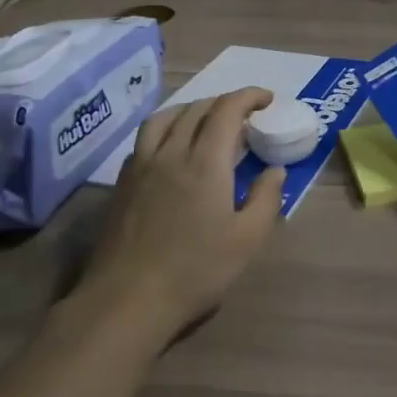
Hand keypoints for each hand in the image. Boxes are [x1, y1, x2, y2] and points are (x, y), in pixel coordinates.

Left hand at [81, 87, 284, 338]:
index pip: (226, 110)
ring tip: (205, 120)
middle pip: (196, 109)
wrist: (127, 300)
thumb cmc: (195, 270)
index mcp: (205, 162)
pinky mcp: (122, 184)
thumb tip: (275, 170)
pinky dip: (165, 130)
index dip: (248, 96)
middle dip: (224, 102)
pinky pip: (145, 140)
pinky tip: (171, 150)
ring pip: (164, 118)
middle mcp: (171, 153)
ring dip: (190, 109)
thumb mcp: (247, 239)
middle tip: (244, 115)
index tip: (267, 99)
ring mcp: (141, 166)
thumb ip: (266, 198)